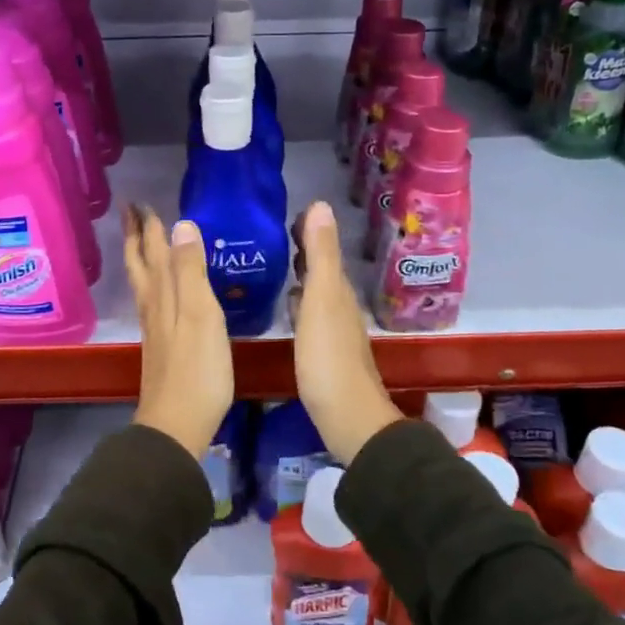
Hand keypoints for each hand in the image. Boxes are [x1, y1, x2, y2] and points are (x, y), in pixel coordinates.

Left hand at [125, 205, 232, 458]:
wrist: (177, 423)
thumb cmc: (197, 369)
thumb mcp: (200, 314)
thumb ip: (191, 271)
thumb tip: (181, 224)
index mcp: (163, 295)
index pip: (153, 251)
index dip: (148, 227)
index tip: (140, 202)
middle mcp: (153, 307)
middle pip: (140, 265)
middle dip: (136, 238)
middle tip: (131, 212)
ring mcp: (155, 329)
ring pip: (143, 284)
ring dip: (140, 258)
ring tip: (140, 242)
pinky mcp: (162, 347)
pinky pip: (152, 302)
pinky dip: (152, 285)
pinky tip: (158, 292)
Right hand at [290, 201, 400, 464]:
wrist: (348, 418)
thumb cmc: (329, 359)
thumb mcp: (322, 301)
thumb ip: (321, 256)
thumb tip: (321, 205)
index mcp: (337, 291)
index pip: (324, 250)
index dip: (310, 230)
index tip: (289, 213)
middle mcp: (339, 307)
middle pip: (322, 270)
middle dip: (304, 250)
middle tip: (277, 234)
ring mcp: (333, 331)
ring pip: (317, 292)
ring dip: (301, 276)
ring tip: (278, 264)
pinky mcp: (324, 353)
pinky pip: (310, 315)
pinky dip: (299, 302)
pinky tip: (287, 307)